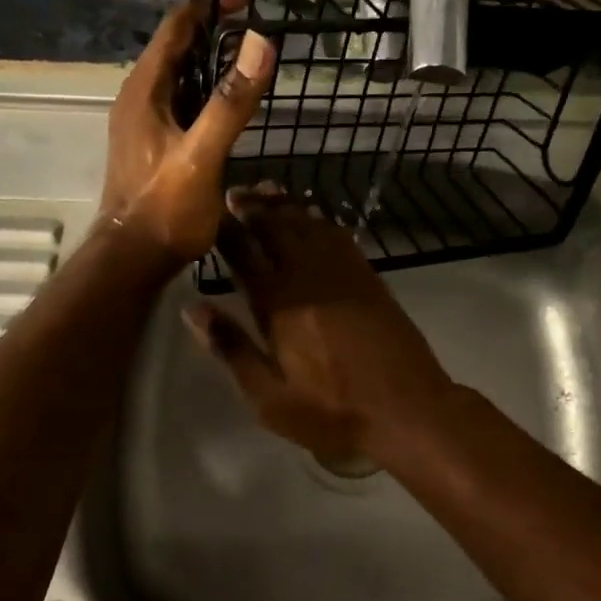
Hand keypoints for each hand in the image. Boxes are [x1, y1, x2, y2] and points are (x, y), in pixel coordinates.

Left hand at [101, 0, 274, 263]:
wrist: (132, 259)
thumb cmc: (166, 209)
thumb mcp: (203, 154)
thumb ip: (231, 102)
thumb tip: (260, 42)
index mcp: (145, 91)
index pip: (175, 28)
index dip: (208, 7)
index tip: (247, 1)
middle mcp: (138, 98)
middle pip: (174, 48)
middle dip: (212, 31)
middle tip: (256, 29)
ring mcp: (142, 122)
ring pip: (177, 76)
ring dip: (208, 61)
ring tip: (247, 59)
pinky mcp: (151, 144)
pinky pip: (179, 101)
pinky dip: (204, 91)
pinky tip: (227, 105)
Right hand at [183, 187, 455, 467]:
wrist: (408, 407)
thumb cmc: (333, 410)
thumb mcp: (270, 397)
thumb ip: (232, 348)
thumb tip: (193, 308)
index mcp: (279, 304)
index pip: (244, 253)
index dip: (225, 229)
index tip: (210, 209)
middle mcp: (308, 276)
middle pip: (276, 228)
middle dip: (252, 207)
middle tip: (235, 191)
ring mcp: (342, 271)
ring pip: (307, 224)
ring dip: (284, 205)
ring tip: (264, 190)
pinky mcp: (367, 276)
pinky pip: (337, 234)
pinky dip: (318, 218)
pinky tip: (310, 214)